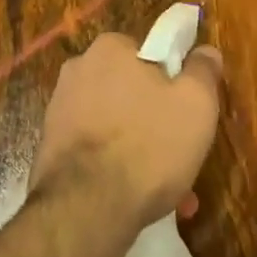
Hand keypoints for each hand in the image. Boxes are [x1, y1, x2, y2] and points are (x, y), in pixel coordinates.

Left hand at [29, 32, 223, 229]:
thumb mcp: (196, 104)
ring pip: (116, 125)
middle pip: (132, 92)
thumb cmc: (148, 145)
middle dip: (156, 122)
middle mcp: (78, 70)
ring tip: (166, 189)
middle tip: (180, 155)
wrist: (86, 207)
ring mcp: (59, 109)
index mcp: (109, 48)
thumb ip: (203, 71)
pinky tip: (136, 198)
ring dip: (140, 150)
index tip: (187, 114)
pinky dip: (115, 167)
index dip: (173, 83)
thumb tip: (205, 51)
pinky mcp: (50, 147)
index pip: (150, 54)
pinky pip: (95, 150)